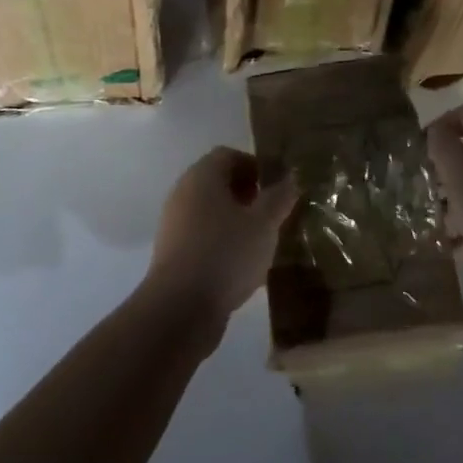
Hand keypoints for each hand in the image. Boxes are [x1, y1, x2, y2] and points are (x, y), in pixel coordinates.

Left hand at [144, 146, 297, 330]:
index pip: (228, 155)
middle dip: (247, 194)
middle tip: (271, 214)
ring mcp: (174, 223)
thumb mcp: (264, 224)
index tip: (275, 188)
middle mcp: (183, 192)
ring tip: (260, 242)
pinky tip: (240, 265)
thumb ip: (280, 197)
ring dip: (235, 220)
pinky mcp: (171, 252)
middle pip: (217, 181)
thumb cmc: (226, 253)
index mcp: (202, 175)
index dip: (255, 166)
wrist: (180, 308)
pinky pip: (201, 235)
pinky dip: (221, 241)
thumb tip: (291, 177)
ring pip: (210, 210)